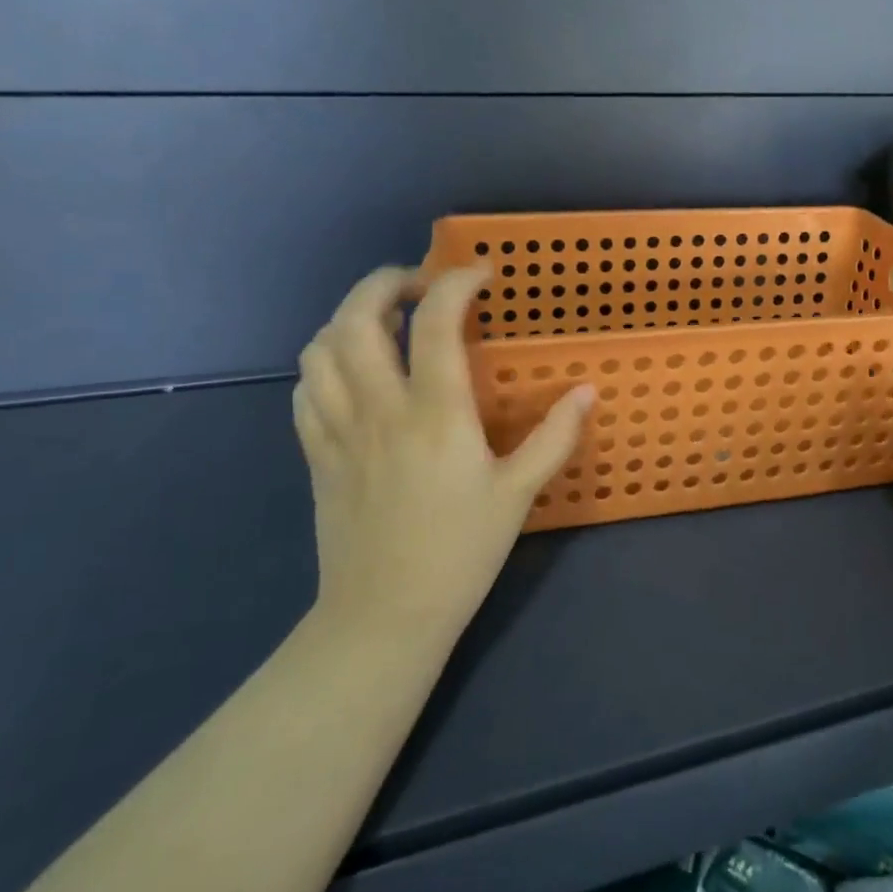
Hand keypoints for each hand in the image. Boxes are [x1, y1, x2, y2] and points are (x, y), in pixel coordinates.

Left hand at [292, 265, 593, 655]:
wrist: (385, 616)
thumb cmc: (461, 553)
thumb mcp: (518, 494)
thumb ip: (555, 436)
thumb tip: (587, 390)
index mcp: (436, 414)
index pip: (435, 322)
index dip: (456, 283)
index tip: (480, 275)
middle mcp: (380, 409)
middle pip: (357, 318)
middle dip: (384, 282)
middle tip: (417, 285)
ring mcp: (339, 431)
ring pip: (321, 349)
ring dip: (348, 319)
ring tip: (382, 323)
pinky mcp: (316, 456)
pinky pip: (305, 392)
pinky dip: (324, 365)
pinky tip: (350, 375)